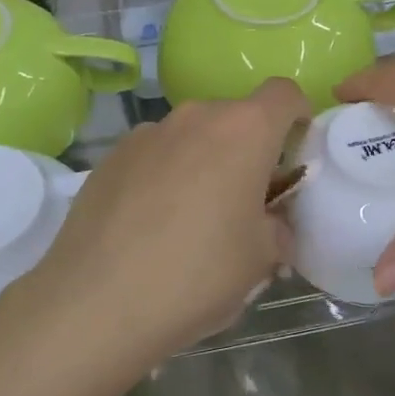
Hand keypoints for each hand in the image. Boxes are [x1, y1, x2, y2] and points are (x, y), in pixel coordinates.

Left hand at [5, 78, 311, 373]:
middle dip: (247, 149)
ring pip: (191, 135)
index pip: (285, 94)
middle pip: (235, 117)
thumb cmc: (198, 275)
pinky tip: (148, 223)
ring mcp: (147, 133)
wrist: (97, 301)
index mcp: (244, 131)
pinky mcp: (111, 156)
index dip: (298, 116)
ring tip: (190, 217)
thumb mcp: (261, 260)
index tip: (293, 153)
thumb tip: (269, 223)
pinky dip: (163, 174)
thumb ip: (277, 227)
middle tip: (243, 200)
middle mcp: (195, 117)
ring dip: (202, 161)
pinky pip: (153, 154)